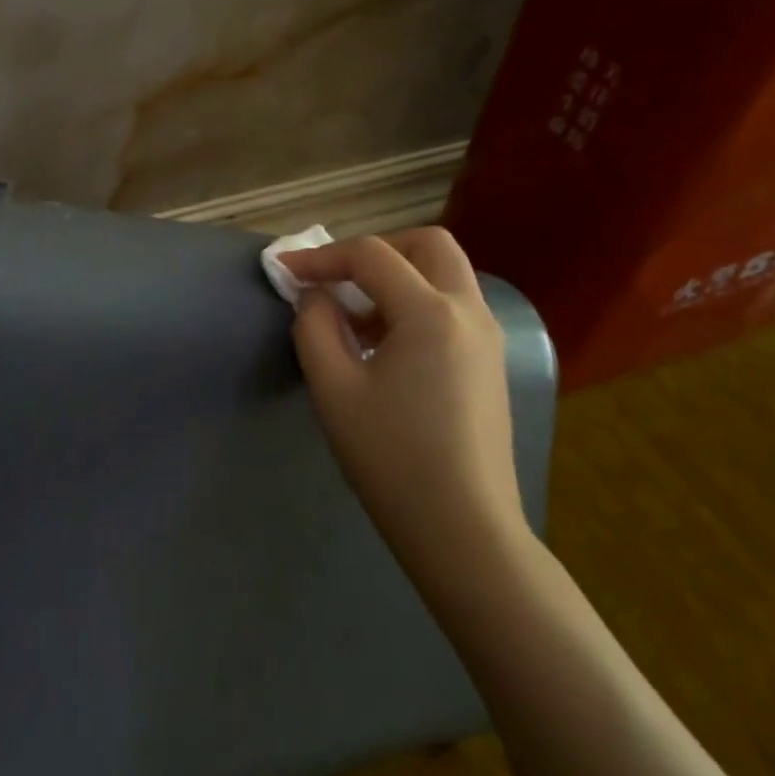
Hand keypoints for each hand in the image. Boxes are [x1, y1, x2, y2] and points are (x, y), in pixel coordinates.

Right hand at [280, 227, 528, 590]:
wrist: (464, 530)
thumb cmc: (392, 457)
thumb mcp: (334, 387)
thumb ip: (314, 326)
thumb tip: (316, 296)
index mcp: (431, 313)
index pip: (371, 256)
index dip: (321, 257)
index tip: (285, 272)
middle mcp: (470, 312)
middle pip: (427, 245)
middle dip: (376, 250)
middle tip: (336, 278)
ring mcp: (487, 338)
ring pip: (445, 274)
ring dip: (396, 277)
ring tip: (352, 318)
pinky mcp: (489, 364)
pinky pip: (452, 307)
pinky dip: (415, 303)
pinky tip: (383, 346)